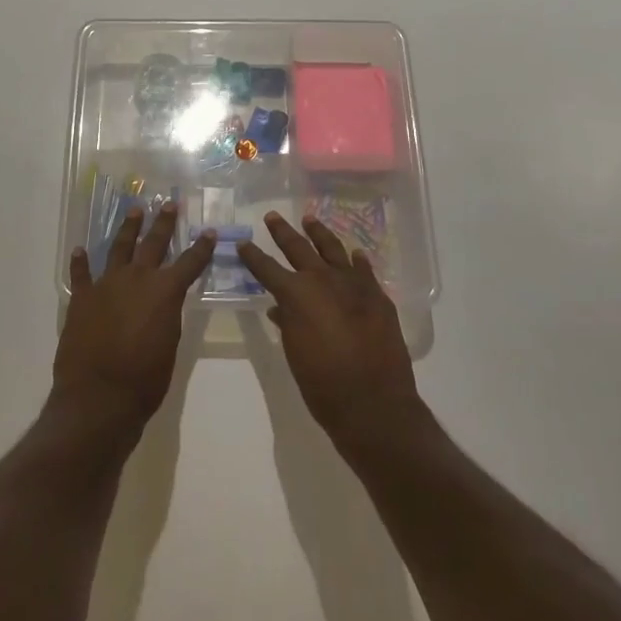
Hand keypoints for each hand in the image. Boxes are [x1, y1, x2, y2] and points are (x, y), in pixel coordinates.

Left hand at [55, 204, 215, 431]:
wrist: (99, 396)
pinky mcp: (82, 297)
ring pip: (119, 247)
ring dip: (127, 228)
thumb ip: (167, 316)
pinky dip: (81, 261)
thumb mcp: (169, 346)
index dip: (202, 248)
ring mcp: (106, 284)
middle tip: (169, 204)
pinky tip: (80, 250)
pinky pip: (81, 273)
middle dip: (163, 223)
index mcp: (165, 292)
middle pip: (153, 243)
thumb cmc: (145, 380)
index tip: (209, 231)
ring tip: (134, 211)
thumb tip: (163, 303)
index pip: (190, 263)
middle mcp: (137, 279)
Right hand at [237, 212, 424, 449]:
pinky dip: (356, 260)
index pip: (267, 268)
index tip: (242, 243)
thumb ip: (287, 324)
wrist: (373, 403)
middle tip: (273, 217)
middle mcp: (323, 280)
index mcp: (296, 294)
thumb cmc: (323, 384)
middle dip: (283, 232)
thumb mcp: (295, 352)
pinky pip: (364, 270)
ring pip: (333, 249)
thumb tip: (279, 308)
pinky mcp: (377, 296)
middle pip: (299, 248)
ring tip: (310, 220)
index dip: (252, 256)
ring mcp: (354, 285)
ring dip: (320, 234)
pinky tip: (354, 254)